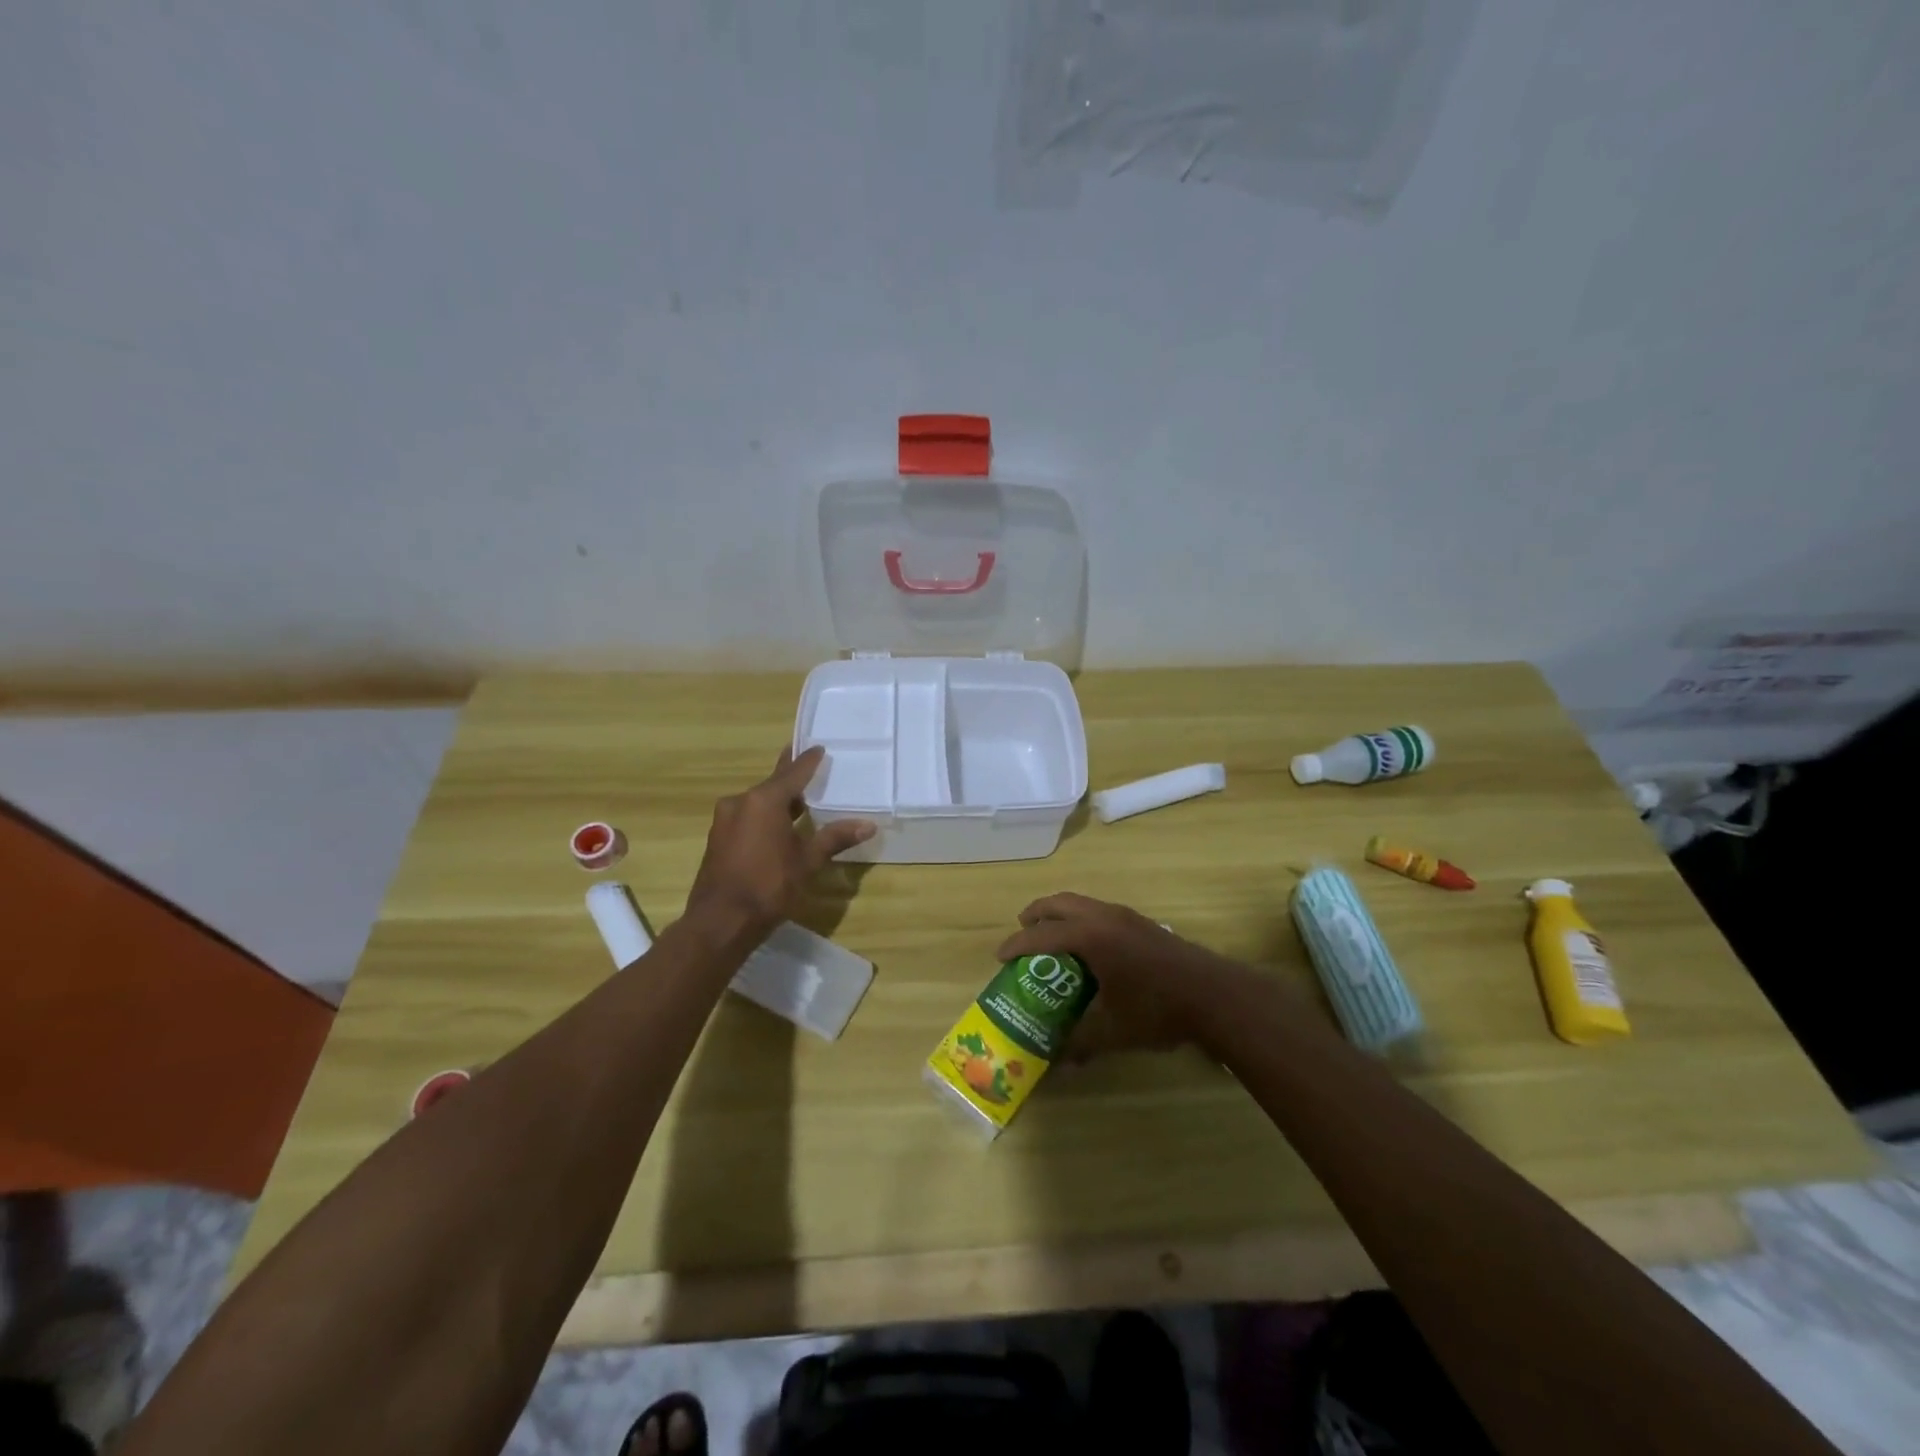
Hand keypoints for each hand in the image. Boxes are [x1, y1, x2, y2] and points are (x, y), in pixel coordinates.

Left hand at [685, 747, 875, 939]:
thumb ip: (835, 838)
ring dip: (778, 800)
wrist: (719, 922)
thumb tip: (868, 825)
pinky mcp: (718, 838)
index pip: (793, 773)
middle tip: (809, 764)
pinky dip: (764, 816)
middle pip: (773, 784)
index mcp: (764, 801)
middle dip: (791, 777)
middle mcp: (741, 802)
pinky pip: (747, 816)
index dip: (808, 760)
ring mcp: (725, 820)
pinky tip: (778, 825)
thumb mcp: (807, 861)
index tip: (819, 747)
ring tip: (799, 798)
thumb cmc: (768, 886)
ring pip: (758, 802)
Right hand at [995, 892, 1226, 1058]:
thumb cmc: (1157, 1010)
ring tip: (1053, 938)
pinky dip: (1082, 919)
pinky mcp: (1142, 922)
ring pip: (1082, 903)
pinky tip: (1089, 947)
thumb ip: (1081, 1042)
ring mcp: (1126, 916)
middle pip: (1060, 903)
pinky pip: (1099, 911)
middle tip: (1023, 931)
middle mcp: (1104, 917)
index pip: (1042, 935)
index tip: (1000, 956)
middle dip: (1036, 914)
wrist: (1213, 995)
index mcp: (1090, 937)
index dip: (1017, 944)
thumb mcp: (1114, 1031)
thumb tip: (1057, 1063)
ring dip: (1061, 915)